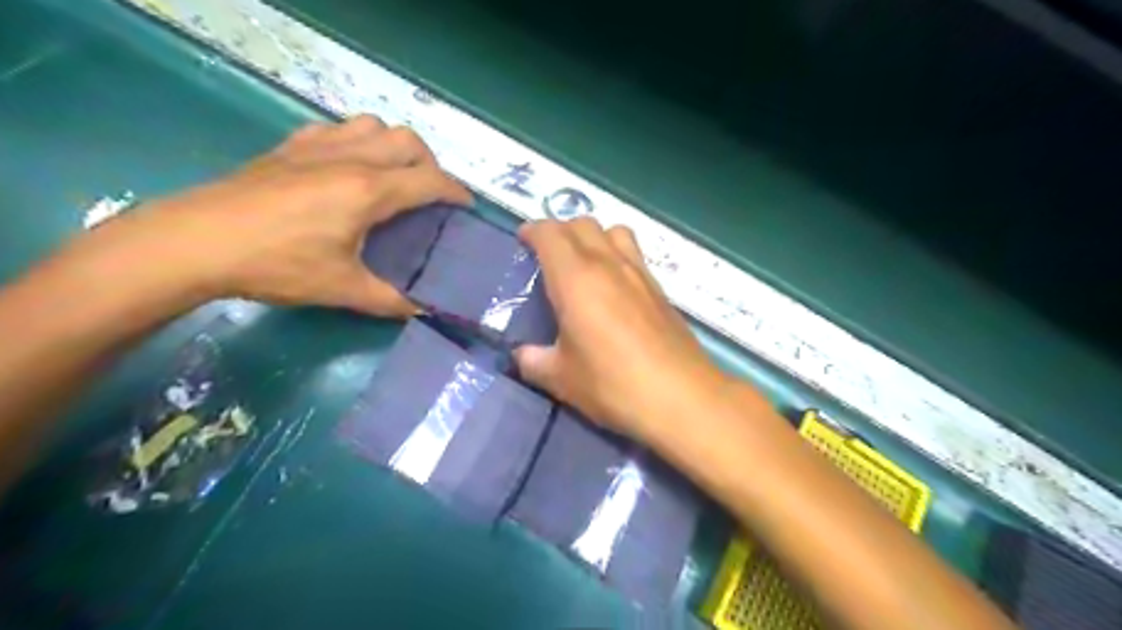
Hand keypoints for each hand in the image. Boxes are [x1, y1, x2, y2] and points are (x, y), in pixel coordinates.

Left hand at [103, 113, 469, 314]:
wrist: (195, 242)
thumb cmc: (276, 264)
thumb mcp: (342, 289)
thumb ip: (391, 300)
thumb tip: (424, 311)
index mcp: (369, 191)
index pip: (430, 181)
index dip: (457, 193)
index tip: (467, 208)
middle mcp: (350, 158)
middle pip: (409, 142)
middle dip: (431, 165)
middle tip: (430, 196)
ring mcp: (317, 146)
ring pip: (374, 125)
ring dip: (395, 146)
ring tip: (394, 176)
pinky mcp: (289, 146)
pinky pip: (337, 128)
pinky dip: (357, 140)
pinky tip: (347, 165)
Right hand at [515, 219, 729, 440]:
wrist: (681, 397)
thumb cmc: (613, 384)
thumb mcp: (562, 379)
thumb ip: (534, 362)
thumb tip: (522, 355)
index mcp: (576, 279)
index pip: (550, 233)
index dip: (532, 231)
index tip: (522, 242)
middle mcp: (609, 264)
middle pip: (583, 223)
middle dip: (560, 231)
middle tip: (547, 257)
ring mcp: (639, 273)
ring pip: (613, 230)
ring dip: (593, 236)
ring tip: (583, 264)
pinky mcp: (660, 288)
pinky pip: (634, 253)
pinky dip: (616, 254)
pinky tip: (614, 288)